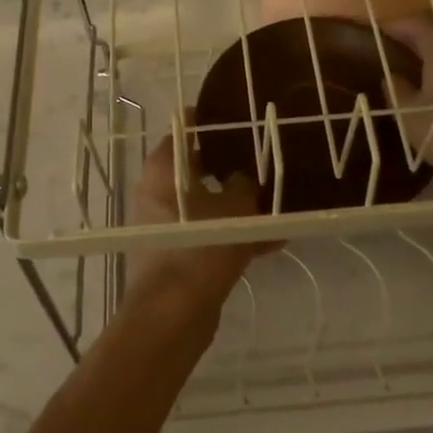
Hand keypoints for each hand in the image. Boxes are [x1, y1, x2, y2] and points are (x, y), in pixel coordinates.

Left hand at [126, 126, 280, 303]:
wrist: (175, 313)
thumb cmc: (202, 246)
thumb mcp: (237, 207)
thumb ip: (244, 184)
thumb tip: (244, 177)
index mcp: (163, 169)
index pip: (185, 129)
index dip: (212, 122)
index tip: (240, 119)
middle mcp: (156, 192)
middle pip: (197, 168)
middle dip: (232, 167)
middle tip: (264, 161)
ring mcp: (164, 225)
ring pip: (206, 205)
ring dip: (238, 206)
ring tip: (276, 205)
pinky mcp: (175, 254)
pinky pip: (208, 234)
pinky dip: (233, 236)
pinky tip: (272, 243)